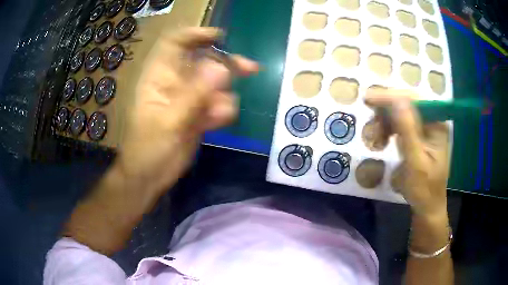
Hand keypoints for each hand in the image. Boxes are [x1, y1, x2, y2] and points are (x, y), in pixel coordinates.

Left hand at [117, 27, 258, 195]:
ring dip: (224, 95)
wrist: (150, 178)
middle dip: (225, 63)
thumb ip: (194, 95)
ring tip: (217, 115)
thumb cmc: (149, 150)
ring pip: (215, 83)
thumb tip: (222, 68)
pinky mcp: (198, 113)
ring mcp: (188, 97)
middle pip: (203, 60)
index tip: (220, 37)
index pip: (175, 42)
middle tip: (250, 68)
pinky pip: (217, 103)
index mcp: (159, 76)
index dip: (196, 35)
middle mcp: (174, 82)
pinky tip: (217, 123)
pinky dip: (222, 111)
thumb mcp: (169, 122)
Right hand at [365, 90, 449, 218]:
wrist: (427, 206)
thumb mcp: (415, 162)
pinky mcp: (418, 135)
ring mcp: (425, 127)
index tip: (368, 99)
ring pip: (400, 113)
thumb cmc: (424, 189)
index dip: (391, 96)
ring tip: (375, 141)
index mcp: (437, 124)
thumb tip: (396, 99)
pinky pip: (399, 124)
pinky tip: (381, 141)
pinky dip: (387, 130)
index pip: (414, 100)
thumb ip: (408, 130)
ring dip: (384, 123)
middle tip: (370, 128)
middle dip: (386, 113)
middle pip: (406, 104)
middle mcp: (432, 120)